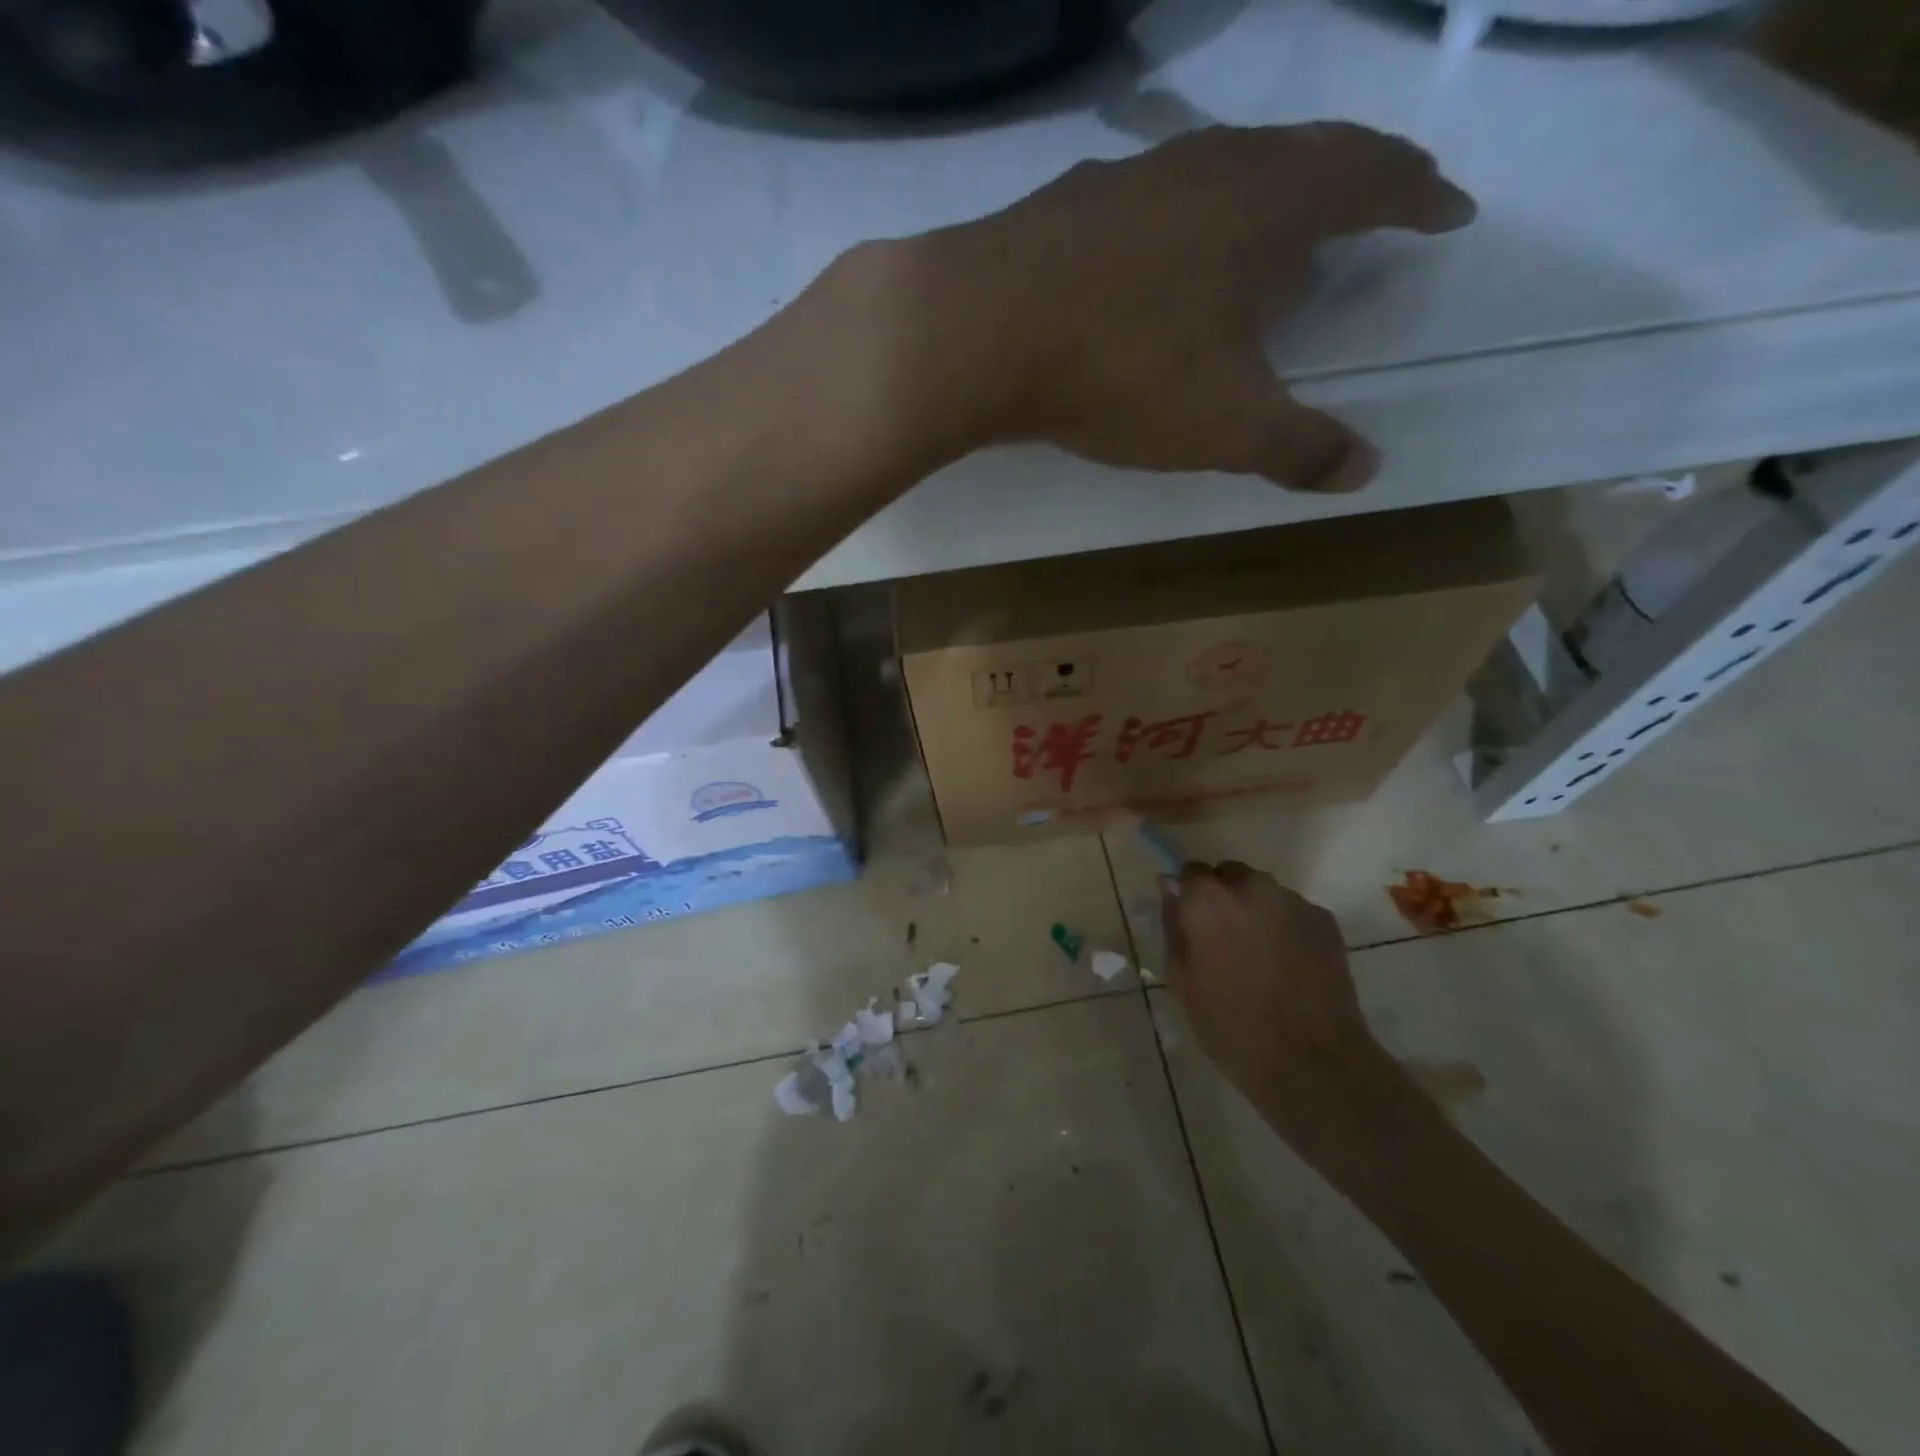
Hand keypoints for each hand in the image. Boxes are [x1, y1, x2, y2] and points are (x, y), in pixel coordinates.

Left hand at [887, 123, 1475, 491]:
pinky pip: (1154, 201)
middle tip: (1374, 207)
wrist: (981, 331)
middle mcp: (1211, 164)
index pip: (1374, 177)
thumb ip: (1297, 446)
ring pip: (1223, 169)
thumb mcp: (1224, 425)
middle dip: (1350, 182)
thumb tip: (1364, 470)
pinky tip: (1164, 257)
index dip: (1418, 195)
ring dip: (1261, 196)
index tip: (1447, 213)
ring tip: (1272, 235)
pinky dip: (1183, 222)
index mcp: (1273, 202)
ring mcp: (1134, 174)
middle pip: (1304, 154)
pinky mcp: (1071, 201)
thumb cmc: (1123, 369)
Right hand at [1162, 861, 1390, 1132]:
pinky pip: (1293, 912)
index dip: (1190, 896)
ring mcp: (1293, 902)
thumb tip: (1170, 888)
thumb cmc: (1231, 1027)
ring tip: (1261, 959)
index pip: (1190, 871)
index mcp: (1208, 901)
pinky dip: (1286, 928)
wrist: (1312, 1062)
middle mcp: (1251, 888)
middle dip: (1224, 899)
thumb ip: (1173, 926)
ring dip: (1256, 912)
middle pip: (1230, 875)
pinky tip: (1289, 967)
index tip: (1192, 925)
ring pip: (1263, 893)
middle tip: (1224, 943)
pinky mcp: (1325, 921)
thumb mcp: (1181, 981)